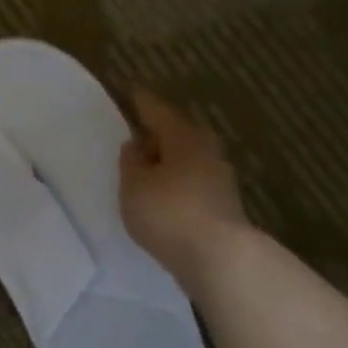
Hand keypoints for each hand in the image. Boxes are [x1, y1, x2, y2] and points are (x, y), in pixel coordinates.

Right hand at [118, 85, 252, 283]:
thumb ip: (131, 162)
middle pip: (177, 132)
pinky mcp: (220, 203)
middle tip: (133, 130)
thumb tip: (136, 144)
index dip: (139, 100)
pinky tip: (160, 191)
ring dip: (166, 158)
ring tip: (142, 165)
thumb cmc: (169, 212)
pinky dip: (173, 180)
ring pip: (185, 157)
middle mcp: (206, 149)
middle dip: (155, 130)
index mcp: (183, 136)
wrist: (218, 258)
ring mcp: (218, 177)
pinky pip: (190, 180)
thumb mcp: (134, 185)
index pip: (156, 109)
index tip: (126, 89)